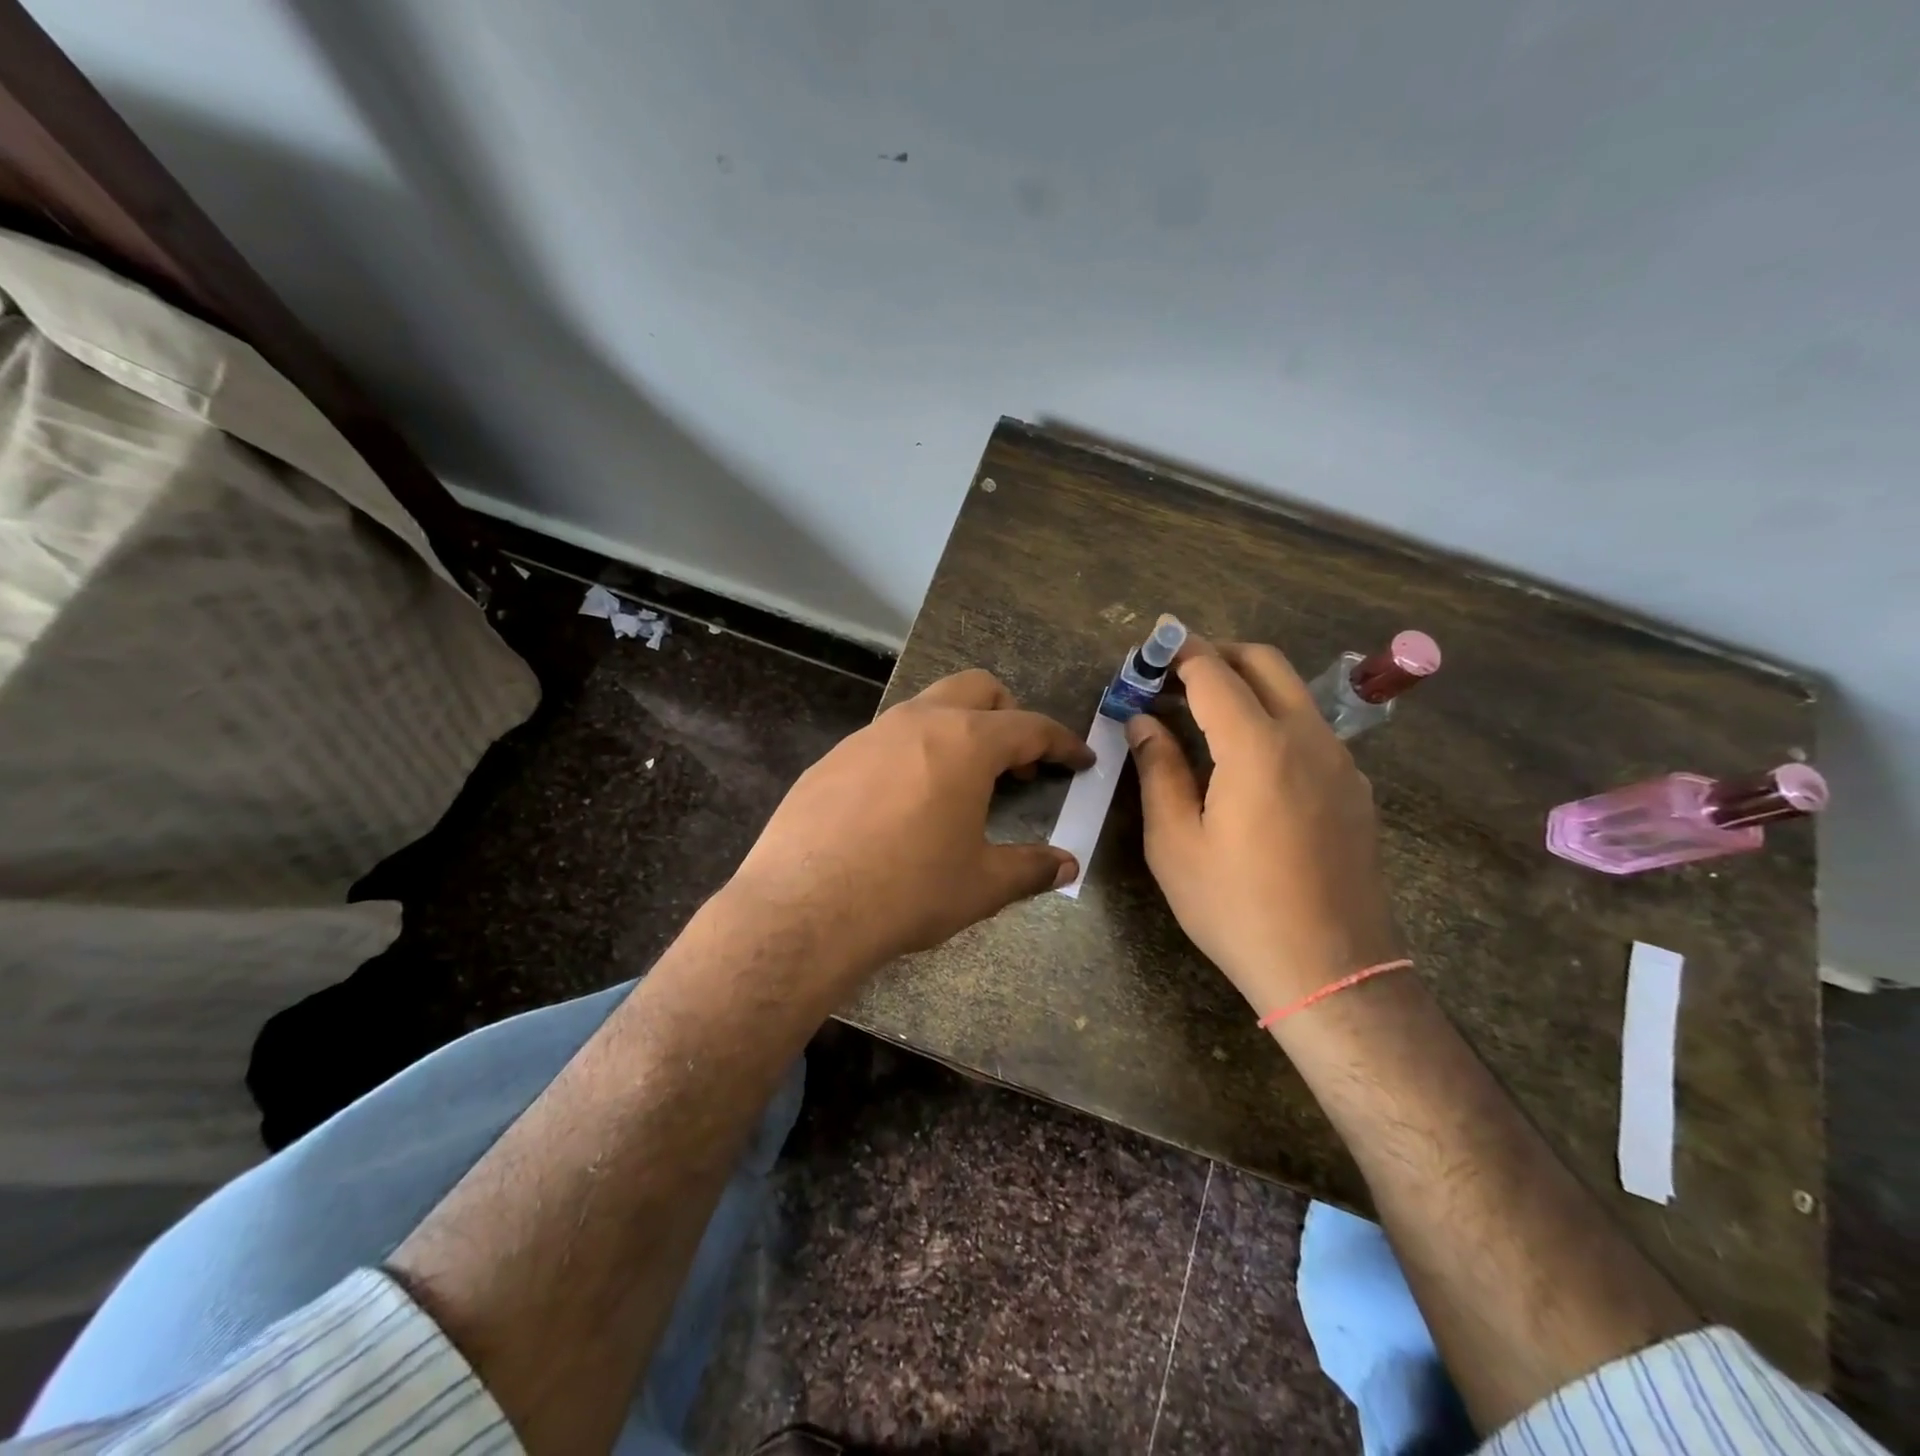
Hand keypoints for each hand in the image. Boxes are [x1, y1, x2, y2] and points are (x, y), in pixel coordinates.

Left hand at [724, 669, 1093, 981]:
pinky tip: (903, 803)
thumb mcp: (981, 885)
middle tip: (1019, 763)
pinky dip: (912, 754)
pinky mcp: (832, 758)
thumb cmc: (908, 891)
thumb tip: (1066, 865)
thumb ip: (1030, 868)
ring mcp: (868, 735)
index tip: (1079, 760)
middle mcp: (917, 722)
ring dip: (956, 731)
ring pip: (926, 708)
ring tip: (961, 783)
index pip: (1030, 727)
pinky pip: (885, 739)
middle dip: (1008, 714)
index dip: (1062, 743)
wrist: (804, 909)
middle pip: (976, 688)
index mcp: (965, 742)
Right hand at [1125, 637, 1402, 1015]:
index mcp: (1257, 746)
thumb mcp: (1175, 842)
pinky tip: (1246, 764)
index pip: (1213, 672)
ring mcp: (1340, 762)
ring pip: (1292, 694)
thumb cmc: (1236, 907)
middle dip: (1216, 655)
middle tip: (1172, 677)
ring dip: (1246, 687)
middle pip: (1264, 663)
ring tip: (1201, 719)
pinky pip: (1310, 730)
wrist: (1331, 971)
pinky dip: (1272, 720)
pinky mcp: (1354, 789)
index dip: (1176, 653)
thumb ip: (1158, 770)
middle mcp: (1307, 738)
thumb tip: (1143, 722)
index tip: (1147, 652)